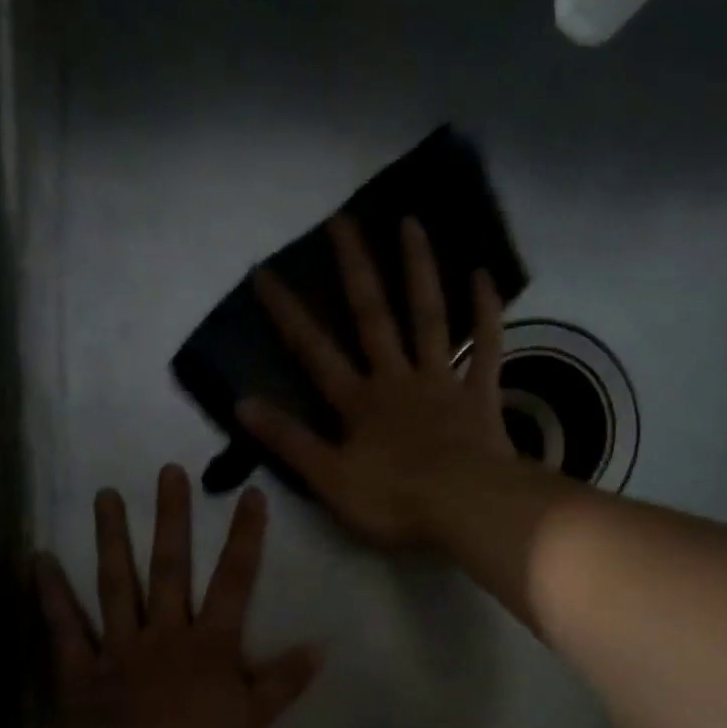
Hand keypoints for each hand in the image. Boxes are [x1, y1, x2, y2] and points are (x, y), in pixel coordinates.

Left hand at [33, 465, 319, 727]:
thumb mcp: (255, 721)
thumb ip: (283, 682)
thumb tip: (320, 649)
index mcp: (210, 645)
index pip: (234, 582)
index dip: (245, 538)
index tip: (250, 494)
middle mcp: (165, 634)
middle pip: (170, 569)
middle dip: (172, 520)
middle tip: (168, 471)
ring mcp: (119, 648)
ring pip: (116, 585)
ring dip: (112, 539)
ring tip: (104, 495)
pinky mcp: (82, 671)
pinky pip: (65, 628)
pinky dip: (53, 595)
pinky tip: (40, 561)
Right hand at [239, 214, 514, 547]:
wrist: (466, 508)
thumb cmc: (396, 500)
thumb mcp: (330, 480)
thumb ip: (289, 441)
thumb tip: (241, 403)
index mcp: (359, 403)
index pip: (314, 352)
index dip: (287, 315)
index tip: (264, 271)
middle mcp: (397, 379)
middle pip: (373, 317)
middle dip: (354, 269)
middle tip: (342, 219)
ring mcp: (441, 383)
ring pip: (429, 318)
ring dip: (419, 270)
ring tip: (410, 222)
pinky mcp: (480, 395)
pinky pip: (485, 347)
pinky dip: (485, 312)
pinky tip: (484, 274)